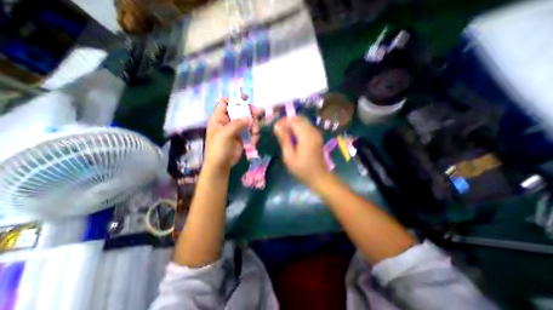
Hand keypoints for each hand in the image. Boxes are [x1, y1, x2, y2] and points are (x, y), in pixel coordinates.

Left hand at [205, 98, 262, 172]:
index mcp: (219, 118)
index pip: (225, 103)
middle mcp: (228, 121)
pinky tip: (254, 140)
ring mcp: (236, 129)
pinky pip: (251, 132)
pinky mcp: (243, 137)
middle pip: (240, 111)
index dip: (235, 100)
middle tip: (259, 113)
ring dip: (254, 125)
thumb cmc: (218, 148)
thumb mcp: (225, 134)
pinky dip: (254, 135)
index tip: (246, 100)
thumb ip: (237, 124)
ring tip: (255, 132)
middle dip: (249, 112)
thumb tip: (249, 117)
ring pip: (248, 121)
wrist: (222, 164)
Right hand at [272, 116, 326, 185]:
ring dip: (293, 124)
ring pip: (303, 121)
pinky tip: (293, 136)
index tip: (275, 128)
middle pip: (299, 118)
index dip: (283, 121)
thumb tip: (277, 126)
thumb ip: (284, 140)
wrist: (319, 177)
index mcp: (306, 136)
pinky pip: (307, 126)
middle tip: (279, 130)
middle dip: (288, 121)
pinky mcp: (317, 136)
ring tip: (285, 133)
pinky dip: (299, 127)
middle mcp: (313, 131)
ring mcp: (316, 133)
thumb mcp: (289, 156)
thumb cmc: (302, 169)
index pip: (294, 120)